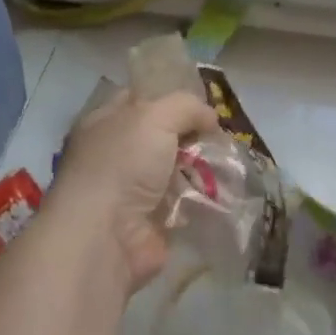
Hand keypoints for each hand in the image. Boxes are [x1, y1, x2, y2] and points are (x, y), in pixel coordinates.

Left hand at [51, 91, 222, 290]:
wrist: (106, 235)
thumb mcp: (155, 115)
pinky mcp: (149, 222)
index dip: (171, 99)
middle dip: (193, 137)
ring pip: (175, 170)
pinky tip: (223, 193)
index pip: (140, 100)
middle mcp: (115, 154)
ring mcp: (131, 190)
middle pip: (162, 136)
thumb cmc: (123, 163)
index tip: (203, 105)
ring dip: (201, 169)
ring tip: (230, 167)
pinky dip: (201, 199)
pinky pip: (182, 203)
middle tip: (222, 139)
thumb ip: (186, 107)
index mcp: (105, 122)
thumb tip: (210, 118)